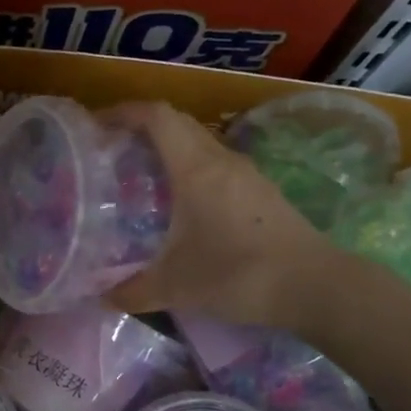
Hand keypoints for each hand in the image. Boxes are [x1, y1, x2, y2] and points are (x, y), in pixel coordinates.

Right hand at [105, 102, 345, 332]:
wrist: (314, 286)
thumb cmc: (238, 275)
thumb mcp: (175, 287)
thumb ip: (132, 291)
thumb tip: (102, 298)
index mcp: (196, 169)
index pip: (157, 117)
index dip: (124, 112)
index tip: (96, 126)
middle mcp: (221, 160)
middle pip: (177, 123)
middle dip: (141, 128)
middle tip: (112, 152)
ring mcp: (246, 174)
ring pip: (199, 143)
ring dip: (168, 148)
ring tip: (140, 176)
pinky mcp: (261, 191)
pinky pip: (215, 164)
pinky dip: (190, 168)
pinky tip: (180, 203)